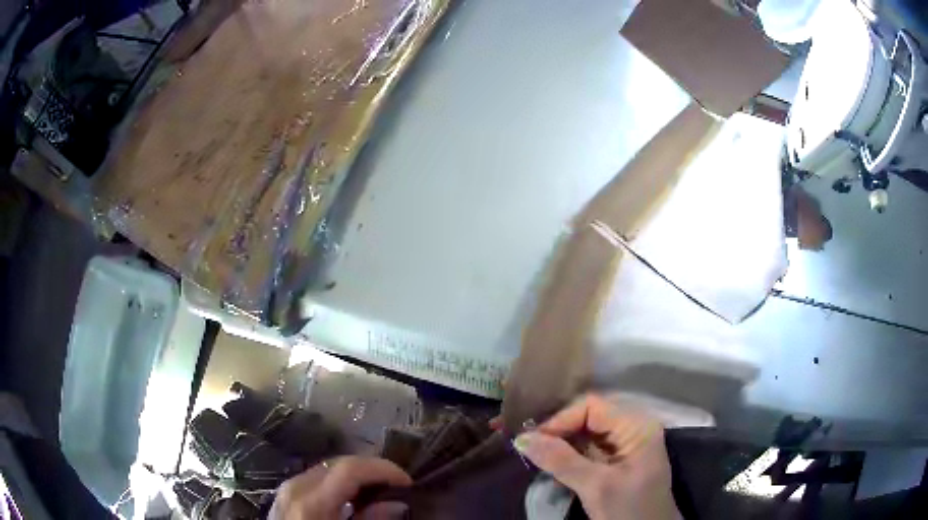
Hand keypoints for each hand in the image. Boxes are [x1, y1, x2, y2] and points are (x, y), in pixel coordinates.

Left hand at [271, 456, 411, 519]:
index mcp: (312, 502)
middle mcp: (296, 487)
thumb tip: (397, 504)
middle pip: (338, 463)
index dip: (382, 469)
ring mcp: (287, 489)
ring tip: (376, 490)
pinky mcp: (284, 495)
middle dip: (370, 469)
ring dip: (354, 475)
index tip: (407, 481)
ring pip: (326, 468)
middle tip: (395, 485)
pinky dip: (336, 482)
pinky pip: (315, 478)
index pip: (350, 468)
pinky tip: (348, 497)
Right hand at [514, 394, 679, 519]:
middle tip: (528, 447)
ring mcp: (626, 444)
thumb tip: (522, 438)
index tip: (532, 441)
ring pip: (586, 432)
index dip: (560, 420)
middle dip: (558, 430)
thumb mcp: (596, 487)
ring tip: (535, 453)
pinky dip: (568, 454)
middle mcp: (633, 427)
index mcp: (637, 426)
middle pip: (588, 416)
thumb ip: (561, 461)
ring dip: (560, 442)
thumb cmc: (630, 511)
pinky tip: (551, 462)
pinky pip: (588, 447)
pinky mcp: (617, 460)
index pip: (592, 406)